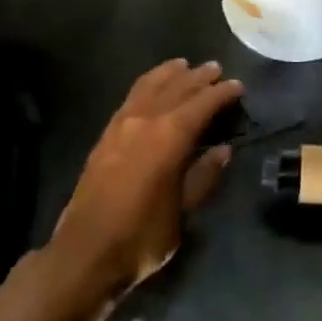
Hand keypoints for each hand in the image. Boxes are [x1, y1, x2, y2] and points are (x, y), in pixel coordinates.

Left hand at [50, 60, 242, 308]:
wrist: (84, 254)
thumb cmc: (141, 237)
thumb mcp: (182, 212)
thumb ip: (203, 177)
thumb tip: (222, 150)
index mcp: (171, 136)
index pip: (203, 103)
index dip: (222, 93)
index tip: (237, 86)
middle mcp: (147, 120)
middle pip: (178, 87)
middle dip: (199, 77)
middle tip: (216, 69)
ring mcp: (122, 124)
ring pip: (151, 85)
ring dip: (171, 73)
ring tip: (185, 66)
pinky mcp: (106, 134)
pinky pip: (132, 96)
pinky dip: (148, 84)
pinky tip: (152, 87)